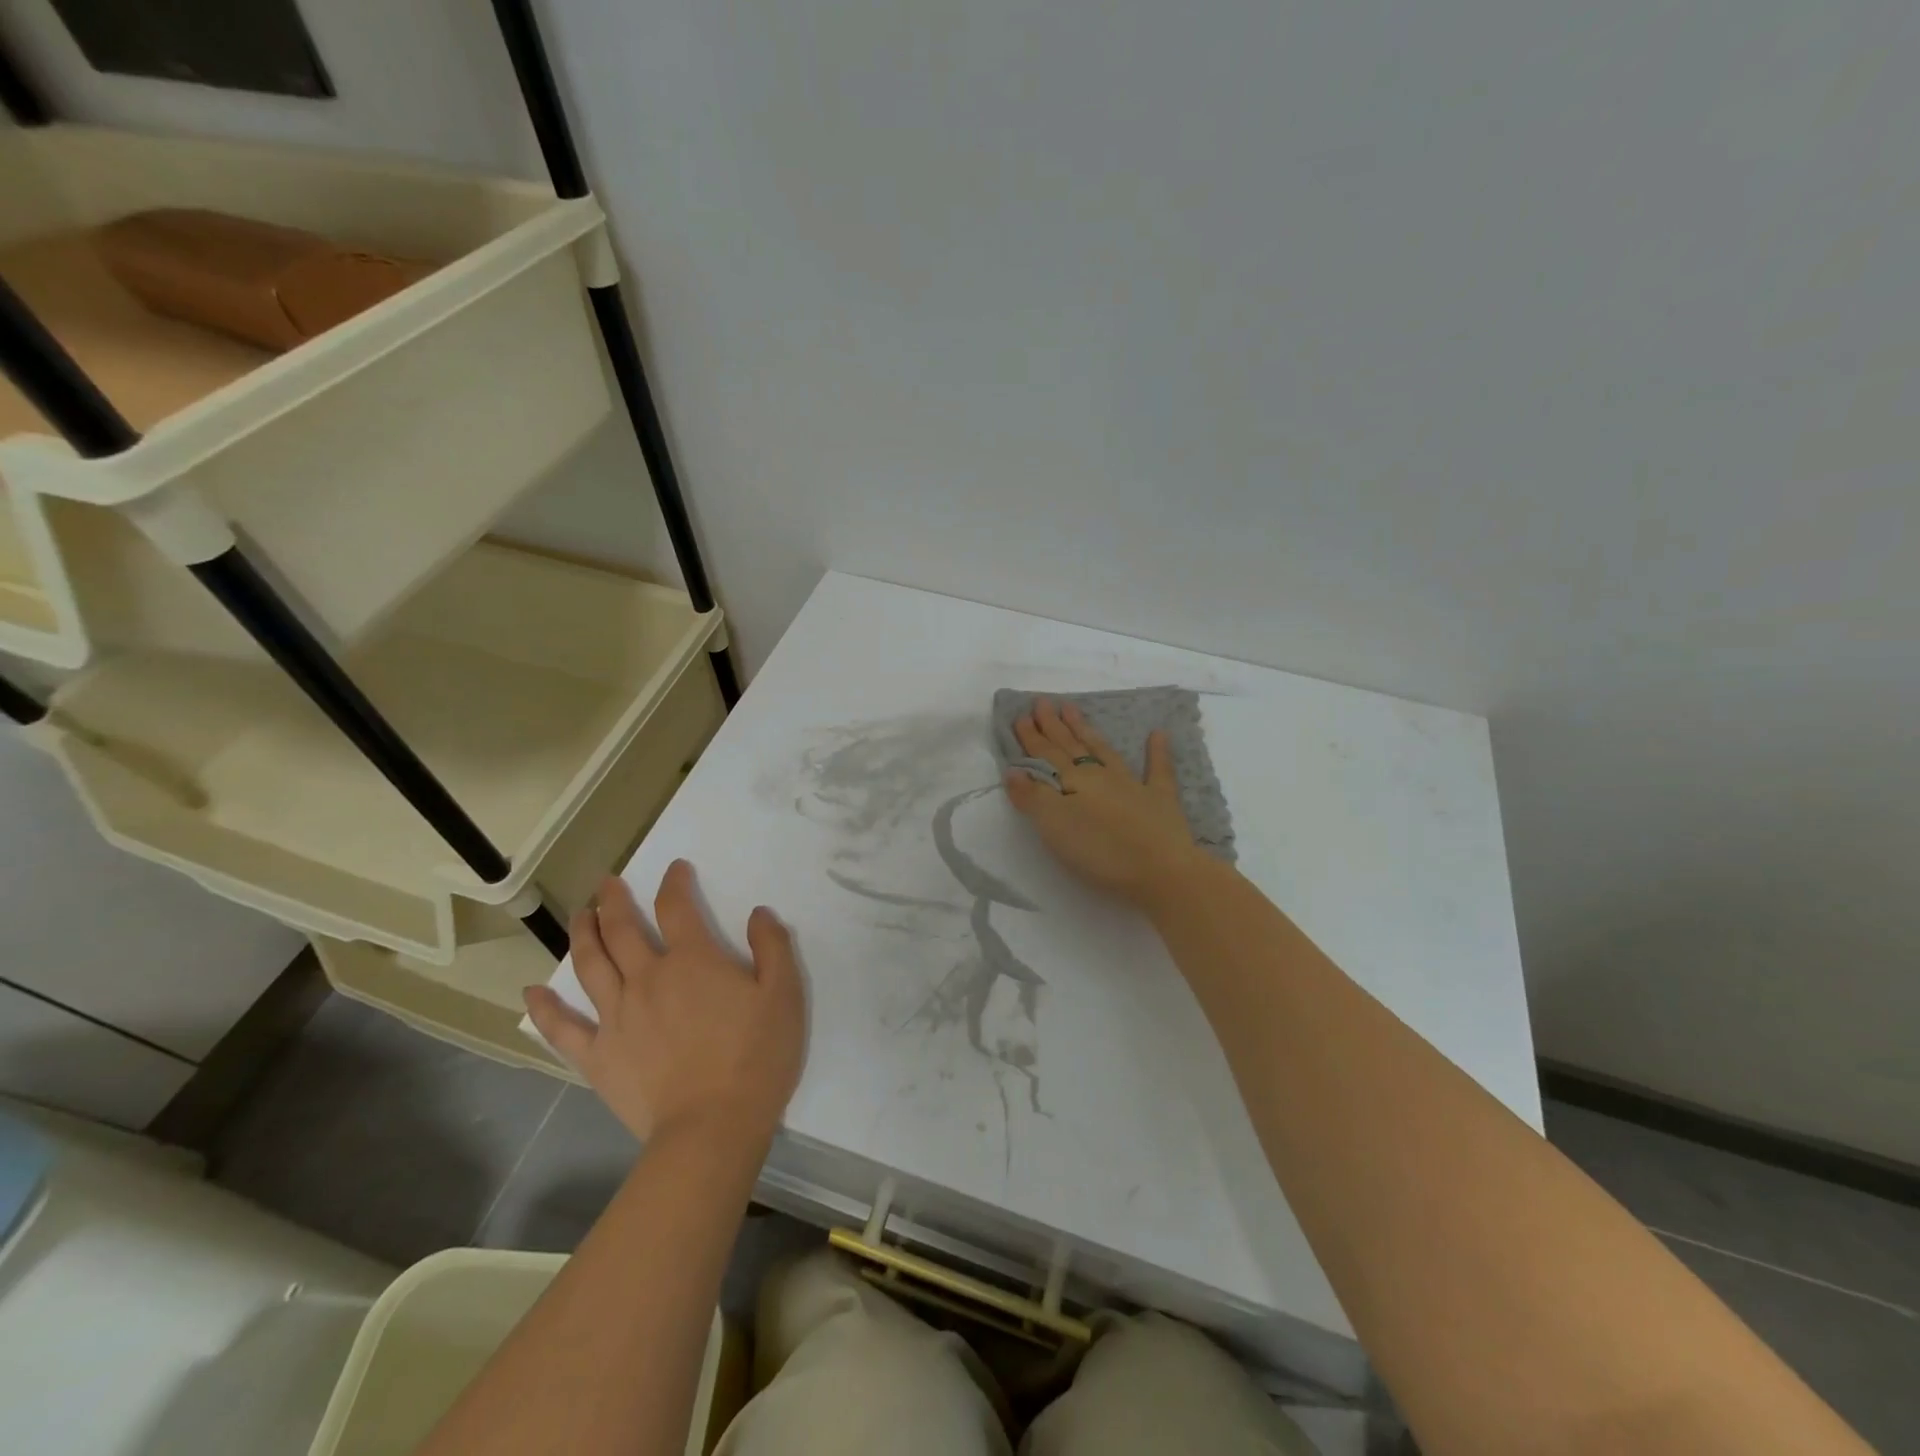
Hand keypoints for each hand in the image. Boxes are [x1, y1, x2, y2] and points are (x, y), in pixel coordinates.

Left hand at [524, 861, 806, 1145]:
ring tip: (580, 916)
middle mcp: (647, 978)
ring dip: (582, 934)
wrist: (712, 1128)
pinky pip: (563, 1028)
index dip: (674, 883)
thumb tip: (758, 913)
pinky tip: (532, 992)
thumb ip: (773, 947)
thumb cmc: (756, 1057)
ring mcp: (617, 1017)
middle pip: (622, 929)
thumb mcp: (784, 995)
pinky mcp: (599, 1056)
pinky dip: (545, 1008)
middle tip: (606, 883)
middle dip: (614, 900)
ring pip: (590, 965)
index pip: (677, 907)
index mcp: (692, 960)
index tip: (675, 869)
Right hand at [1004, 697, 1207, 908]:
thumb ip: (1033, 797)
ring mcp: (1133, 785)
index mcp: (1074, 782)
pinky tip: (1158, 734)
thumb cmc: (1102, 851)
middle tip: (1043, 702)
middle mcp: (1101, 776)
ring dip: (1087, 731)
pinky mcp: (1161, 801)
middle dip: (1054, 726)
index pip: (1046, 755)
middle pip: (1072, 747)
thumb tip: (1013, 770)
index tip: (1021, 715)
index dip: (1032, 737)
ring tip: (1073, 710)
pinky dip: (1157, 751)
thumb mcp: (1055, 826)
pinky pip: (1159, 770)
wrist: (1162, 871)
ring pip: (1104, 751)